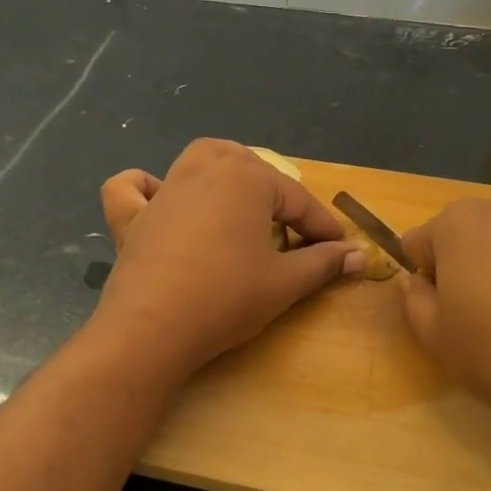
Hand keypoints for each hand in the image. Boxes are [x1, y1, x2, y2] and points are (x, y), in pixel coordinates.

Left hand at [93, 140, 363, 379]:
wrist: (153, 328)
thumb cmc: (227, 298)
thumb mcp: (285, 282)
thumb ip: (324, 263)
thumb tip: (359, 255)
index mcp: (246, 178)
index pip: (297, 200)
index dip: (323, 227)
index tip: (341, 251)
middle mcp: (204, 169)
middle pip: (249, 168)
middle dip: (274, 194)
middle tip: (289, 232)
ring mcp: (163, 190)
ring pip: (198, 161)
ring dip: (223, 174)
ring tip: (239, 205)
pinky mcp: (131, 217)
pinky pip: (133, 189)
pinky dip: (145, 188)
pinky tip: (159, 201)